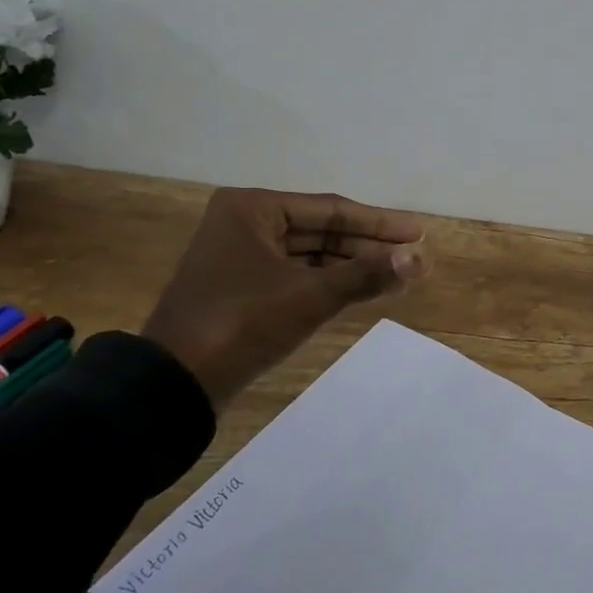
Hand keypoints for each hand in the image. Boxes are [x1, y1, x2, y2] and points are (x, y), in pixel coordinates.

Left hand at [142, 188, 428, 407]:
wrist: (174, 383)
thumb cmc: (242, 323)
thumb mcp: (310, 296)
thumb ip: (366, 274)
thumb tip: (419, 258)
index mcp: (253, 209)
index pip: (331, 210)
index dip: (379, 223)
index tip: (418, 233)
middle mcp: (244, 223)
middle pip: (321, 230)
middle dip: (368, 246)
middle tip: (413, 256)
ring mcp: (240, 257)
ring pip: (310, 255)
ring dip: (352, 266)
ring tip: (398, 275)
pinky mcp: (241, 288)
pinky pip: (296, 275)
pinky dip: (329, 282)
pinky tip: (362, 290)